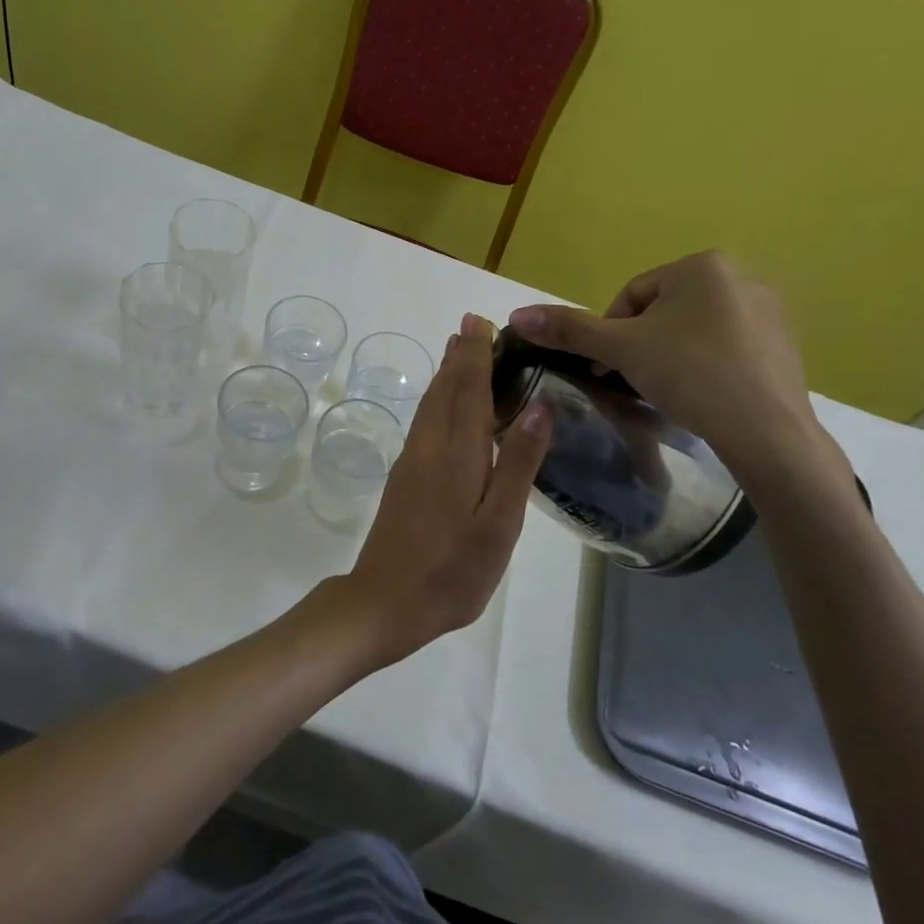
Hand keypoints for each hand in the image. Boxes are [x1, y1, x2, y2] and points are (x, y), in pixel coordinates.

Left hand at [337, 313, 549, 667]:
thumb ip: (517, 464)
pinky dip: (437, 400)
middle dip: (460, 357)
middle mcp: (430, 446)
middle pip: (445, 389)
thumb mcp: (499, 523)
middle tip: (472, 326)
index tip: (480, 322)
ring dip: (446, 374)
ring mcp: (412, 462)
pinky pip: (424, 422)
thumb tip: (538, 408)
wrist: (385, 601)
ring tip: (458, 353)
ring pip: (430, 404)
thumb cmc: (453, 569)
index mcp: (457, 453)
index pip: (468, 390)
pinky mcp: (404, 478)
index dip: (476, 355)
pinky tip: (444, 407)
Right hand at [507, 251, 822, 473]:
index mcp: (704, 265)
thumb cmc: (690, 374)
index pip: (632, 295)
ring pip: (696, 329)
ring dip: (671, 355)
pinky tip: (703, 395)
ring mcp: (771, 311)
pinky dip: (707, 366)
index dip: (609, 333)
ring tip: (667, 390)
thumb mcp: (620, 349)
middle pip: (664, 310)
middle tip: (633, 380)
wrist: (767, 432)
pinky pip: (729, 347)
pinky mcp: (787, 345)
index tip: (604, 368)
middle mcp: (743, 276)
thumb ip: (568, 329)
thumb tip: (516, 315)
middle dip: (641, 344)